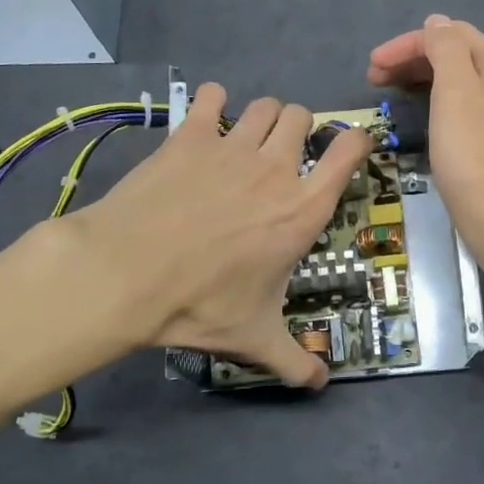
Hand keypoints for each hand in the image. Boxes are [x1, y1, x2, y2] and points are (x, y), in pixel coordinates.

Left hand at [61, 84, 371, 387]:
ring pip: (265, 105)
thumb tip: (319, 385)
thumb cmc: (201, 304)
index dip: (355, 141)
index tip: (347, 148)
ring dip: (263, 117)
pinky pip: (212, 97)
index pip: (349, 151)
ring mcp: (233, 146)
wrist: (127, 274)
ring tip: (247, 138)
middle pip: (303, 117)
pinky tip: (206, 119)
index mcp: (303, 208)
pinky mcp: (191, 135)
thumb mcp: (255, 337)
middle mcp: (276, 168)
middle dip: (298, 129)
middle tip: (281, 154)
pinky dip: (213, 102)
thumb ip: (293, 360)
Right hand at [367, 13, 483, 271]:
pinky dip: (439, 104)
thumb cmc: (475, 158)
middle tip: (374, 80)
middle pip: (459, 56)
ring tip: (392, 95)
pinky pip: (467, 109)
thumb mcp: (456, 93)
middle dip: (414, 60)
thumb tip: (438, 22)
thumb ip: (447, 50)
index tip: (371, 67)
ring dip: (424, 81)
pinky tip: (425, 118)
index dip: (408, 44)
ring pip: (462, 84)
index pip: (451, 35)